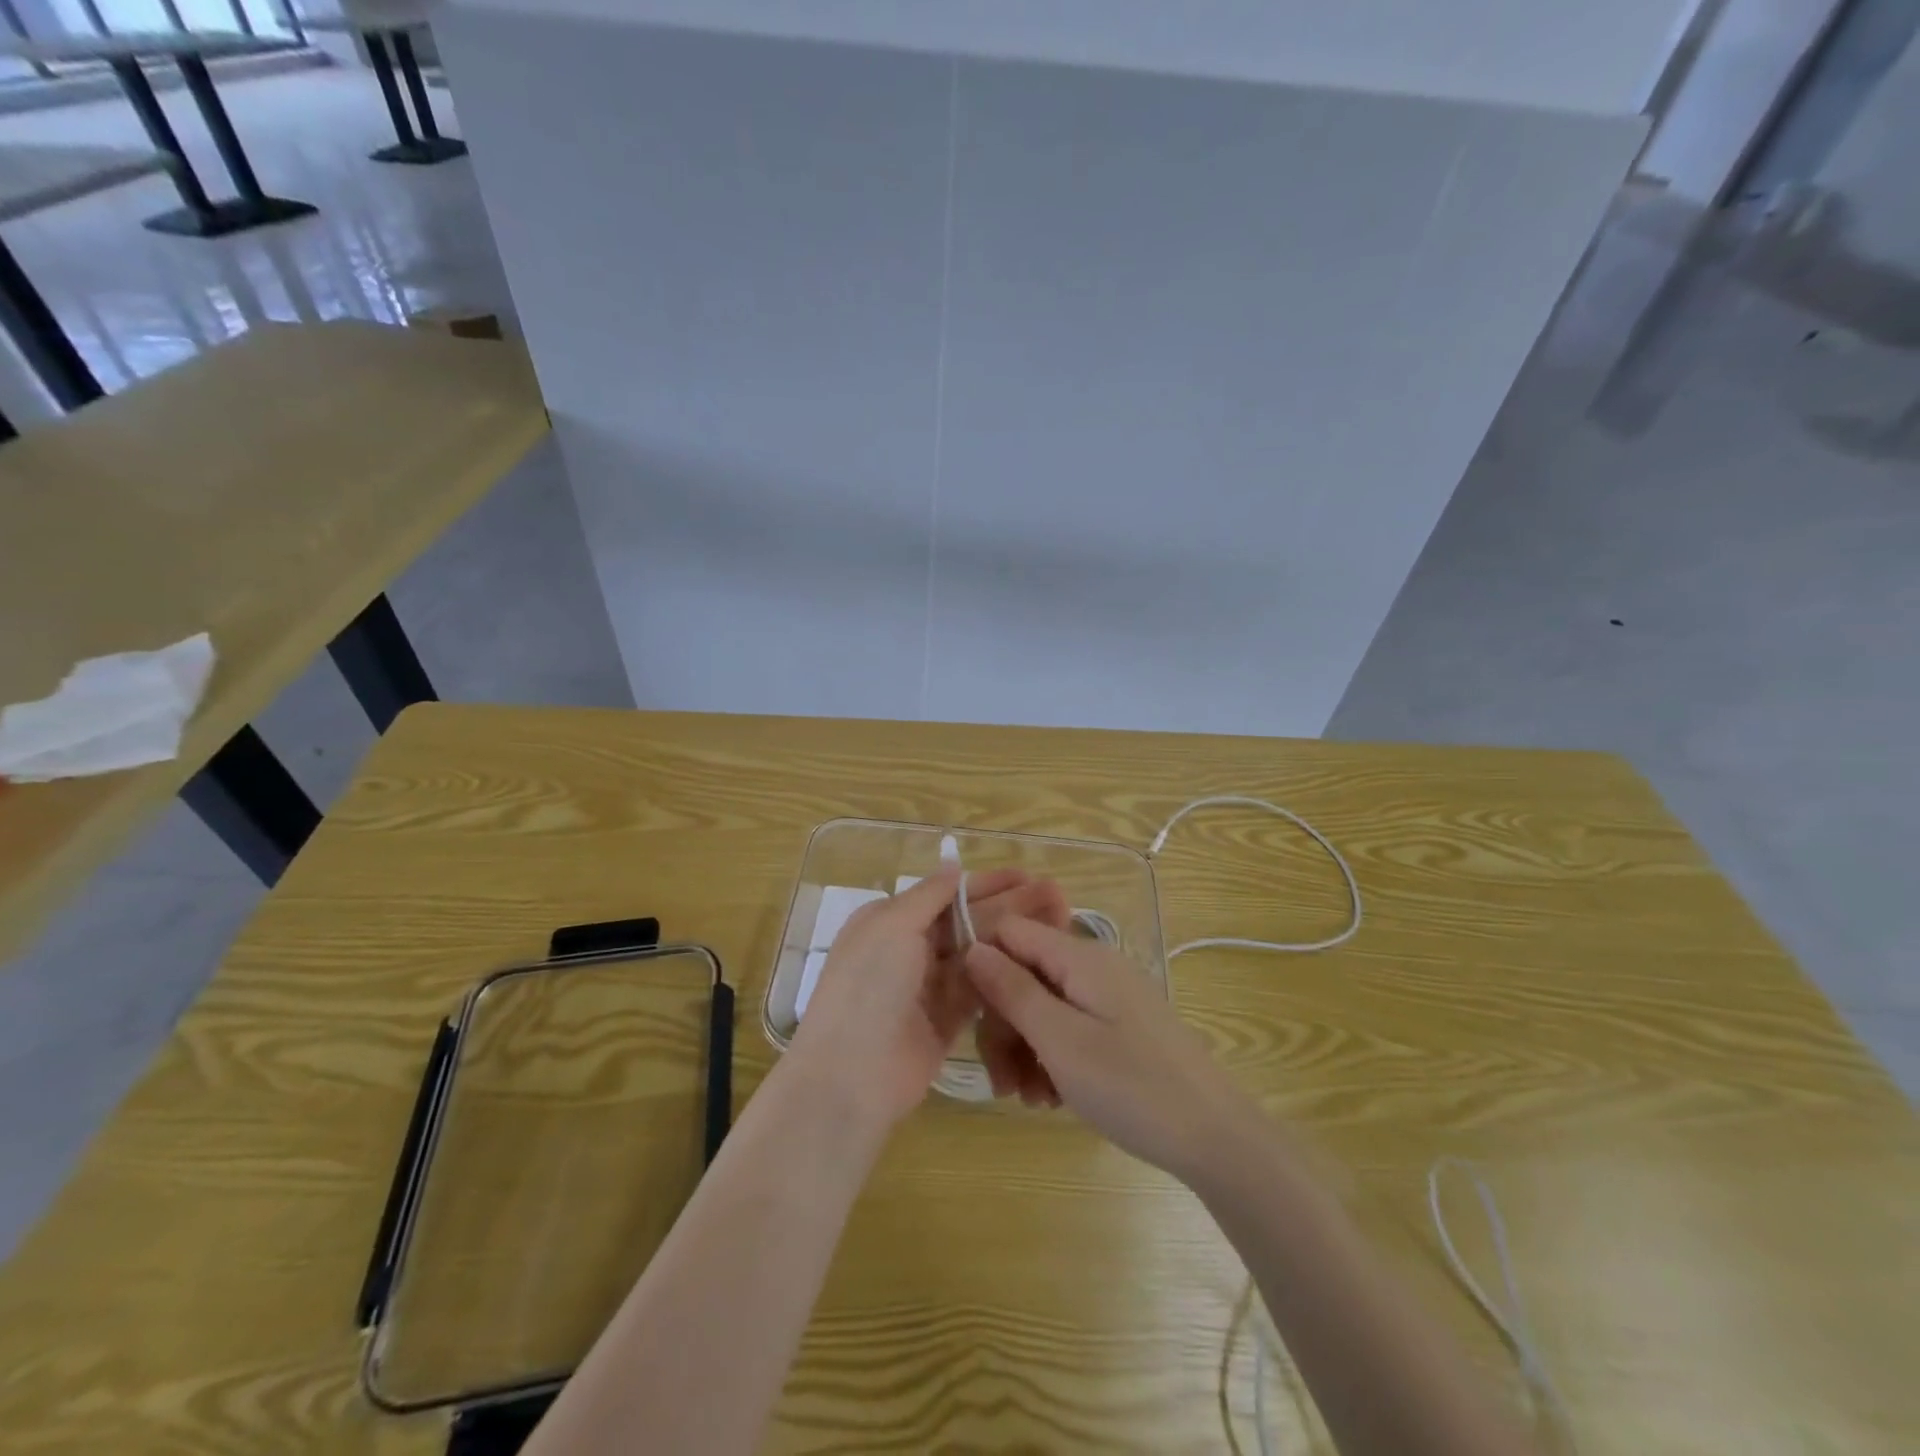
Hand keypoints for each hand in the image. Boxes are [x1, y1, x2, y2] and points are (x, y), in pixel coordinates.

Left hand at [785, 869, 1070, 1131]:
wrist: (852, 1074)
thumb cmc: (868, 986)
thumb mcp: (892, 926)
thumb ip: (929, 895)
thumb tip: (953, 864)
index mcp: (890, 921)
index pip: (946, 895)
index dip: (987, 884)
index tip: (1026, 876)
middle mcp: (909, 949)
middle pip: (967, 922)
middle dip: (1008, 907)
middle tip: (1054, 894)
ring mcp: (930, 986)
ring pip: (978, 954)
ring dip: (1012, 939)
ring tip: (1058, 922)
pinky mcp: (948, 1020)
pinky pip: (980, 989)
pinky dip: (1005, 973)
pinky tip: (1037, 960)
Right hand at [964, 918, 1254, 1182]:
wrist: (1216, 1138)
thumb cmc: (1133, 1086)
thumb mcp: (1061, 1040)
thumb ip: (1013, 991)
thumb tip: (973, 947)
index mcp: (1080, 957)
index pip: (1010, 933)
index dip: (983, 967)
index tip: (969, 1017)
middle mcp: (1093, 967)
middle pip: (1024, 976)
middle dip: (1003, 1027)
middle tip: (1003, 1084)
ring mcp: (1108, 998)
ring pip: (1043, 1008)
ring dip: (1025, 1051)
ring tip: (1029, 1099)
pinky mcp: (1119, 1027)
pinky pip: (1069, 1028)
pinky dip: (1052, 1059)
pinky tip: (1052, 1098)